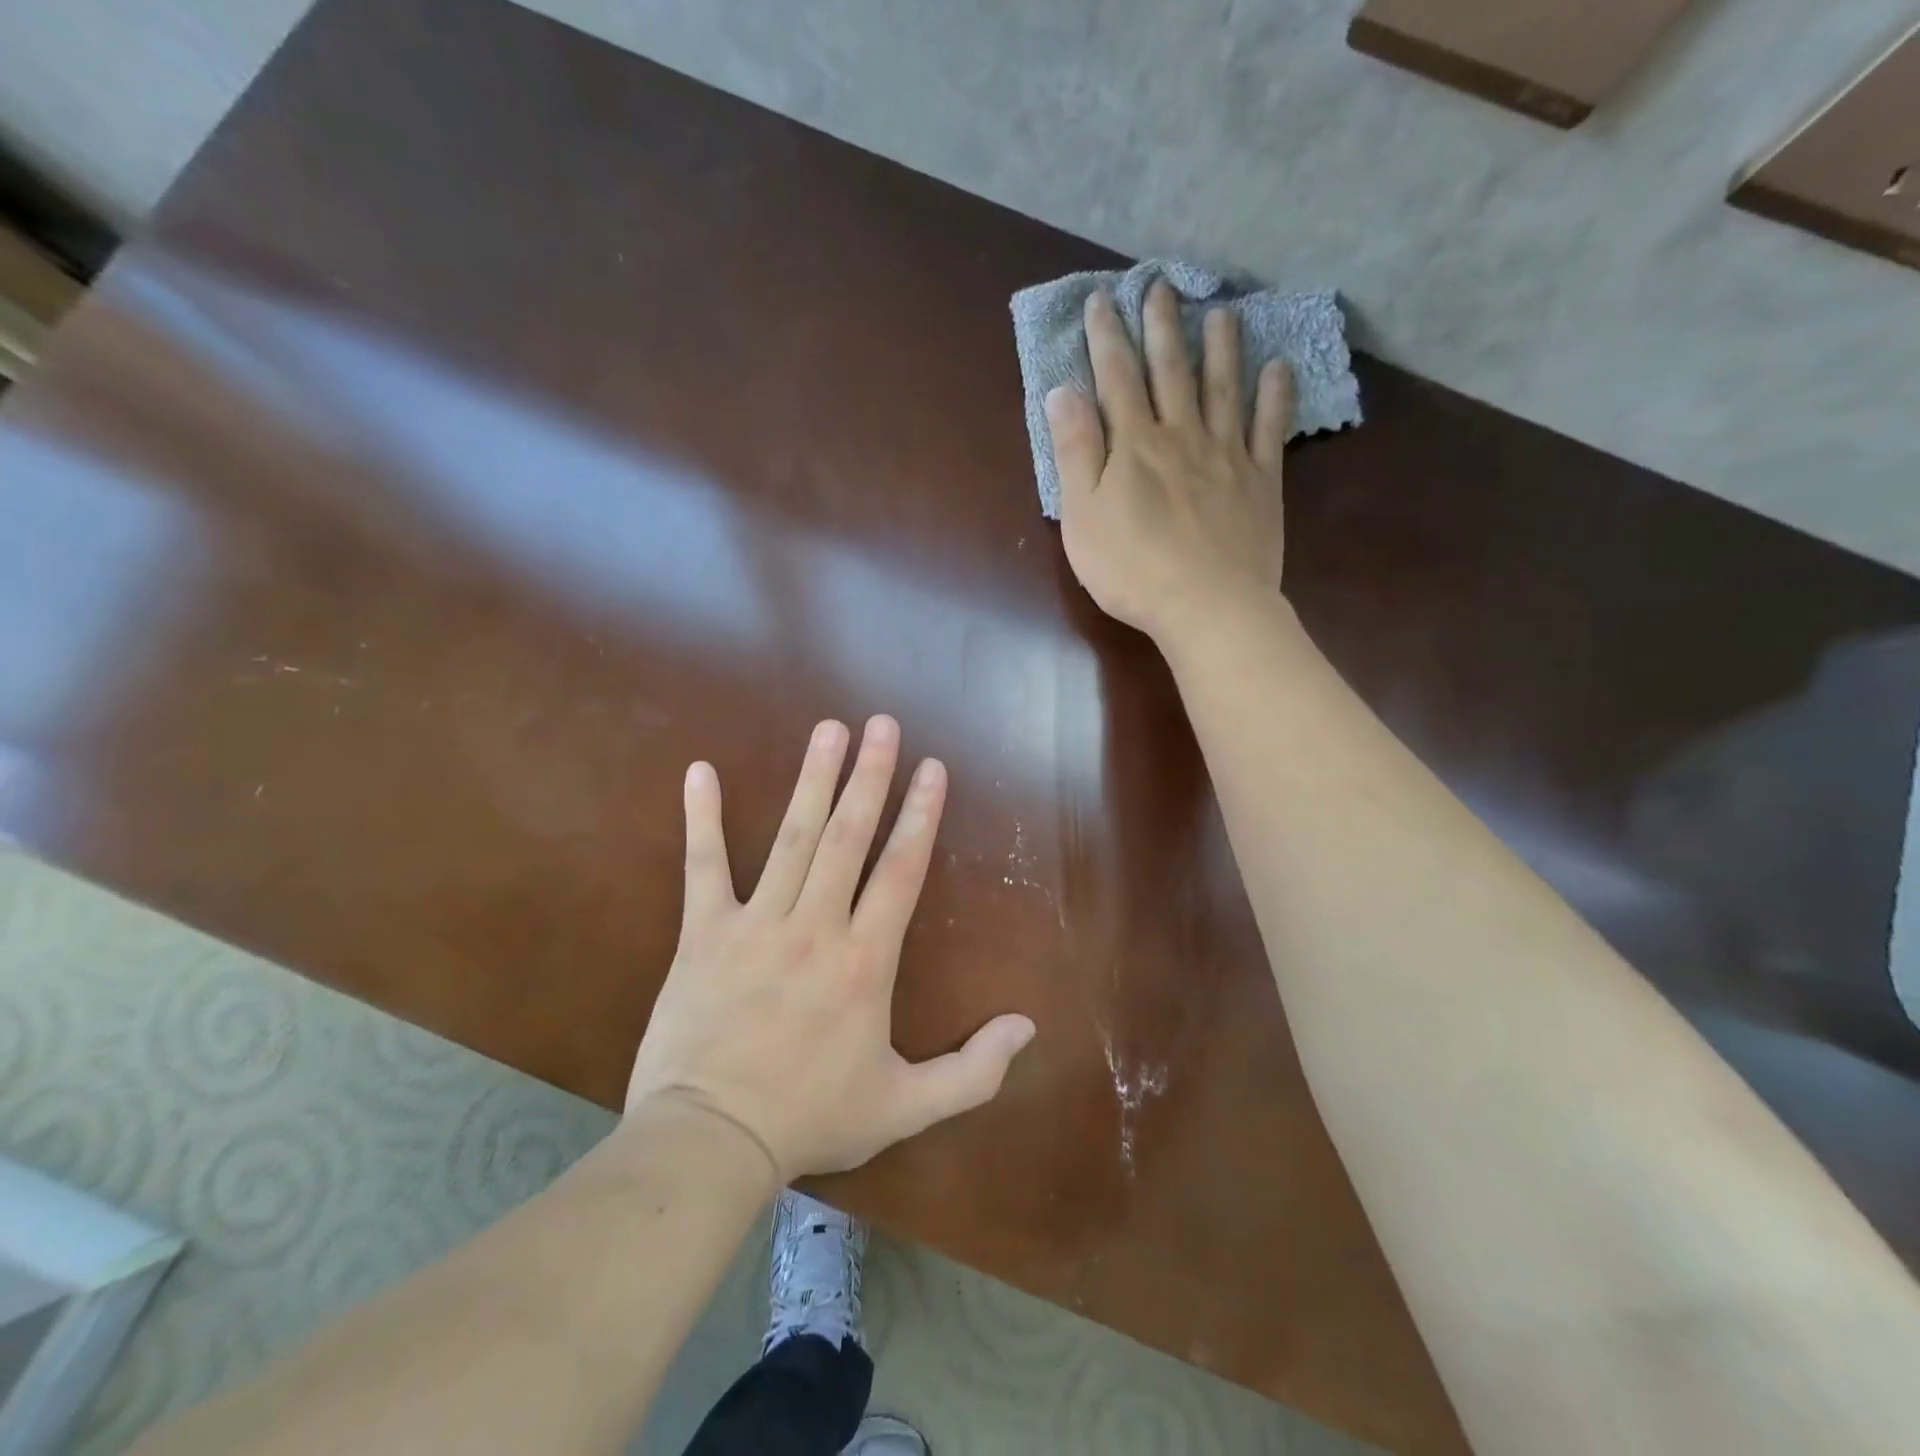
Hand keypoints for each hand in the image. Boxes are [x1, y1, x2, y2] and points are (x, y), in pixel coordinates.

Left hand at [625, 715, 1036, 1181]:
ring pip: (792, 838)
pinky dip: (703, 818)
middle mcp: (816, 926)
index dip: (921, 816)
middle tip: (883, 724)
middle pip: (848, 836)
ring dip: (813, 779)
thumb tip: (1027, 1028)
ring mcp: (757, 924)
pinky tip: (701, 772)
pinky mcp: (704, 934)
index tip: (933, 768)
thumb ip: (973, 1071)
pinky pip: (703, 866)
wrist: (710, 1142)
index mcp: (865, 960)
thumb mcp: (905, 1107)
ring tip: (829, 730)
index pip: (901, 871)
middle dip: (871, 776)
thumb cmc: (811, 1119)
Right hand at [1046, 281, 1292, 644]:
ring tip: (1222, 311)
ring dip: (1221, 347)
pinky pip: (1269, 428)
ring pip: (1222, 388)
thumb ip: (1075, 452)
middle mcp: (1181, 436)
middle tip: (1162, 285)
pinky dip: (1274, 396)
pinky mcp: (1260, 481)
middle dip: (1162, 327)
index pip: (1116, 378)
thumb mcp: (1083, 515)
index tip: (1102, 300)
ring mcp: (1226, 455)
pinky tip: (1278, 368)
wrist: (1206, 605)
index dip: (1107, 337)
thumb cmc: (1132, 568)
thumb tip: (1062, 392)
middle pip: (1170, 371)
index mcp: (1134, 445)